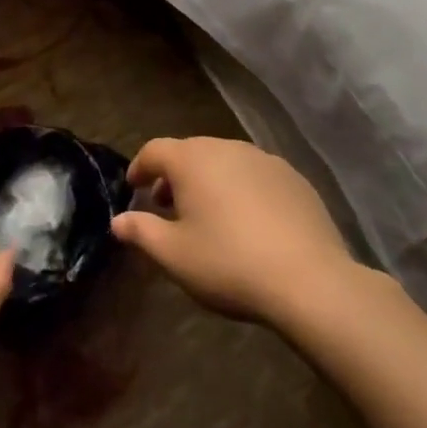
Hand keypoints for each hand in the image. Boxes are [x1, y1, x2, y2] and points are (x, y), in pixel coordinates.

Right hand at [112, 136, 354, 327]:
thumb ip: (142, 232)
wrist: (309, 279)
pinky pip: (255, 175)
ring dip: (209, 181)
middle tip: (167, 206)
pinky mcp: (294, 178)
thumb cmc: (228, 263)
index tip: (133, 187)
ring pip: (225, 162)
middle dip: (174, 176)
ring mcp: (264, 159)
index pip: (155, 150)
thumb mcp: (174, 255)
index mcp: (192, 159)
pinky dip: (241, 189)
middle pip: (190, 152)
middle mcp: (226, 147)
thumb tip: (117, 221)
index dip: (140, 166)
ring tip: (208, 215)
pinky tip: (248, 222)